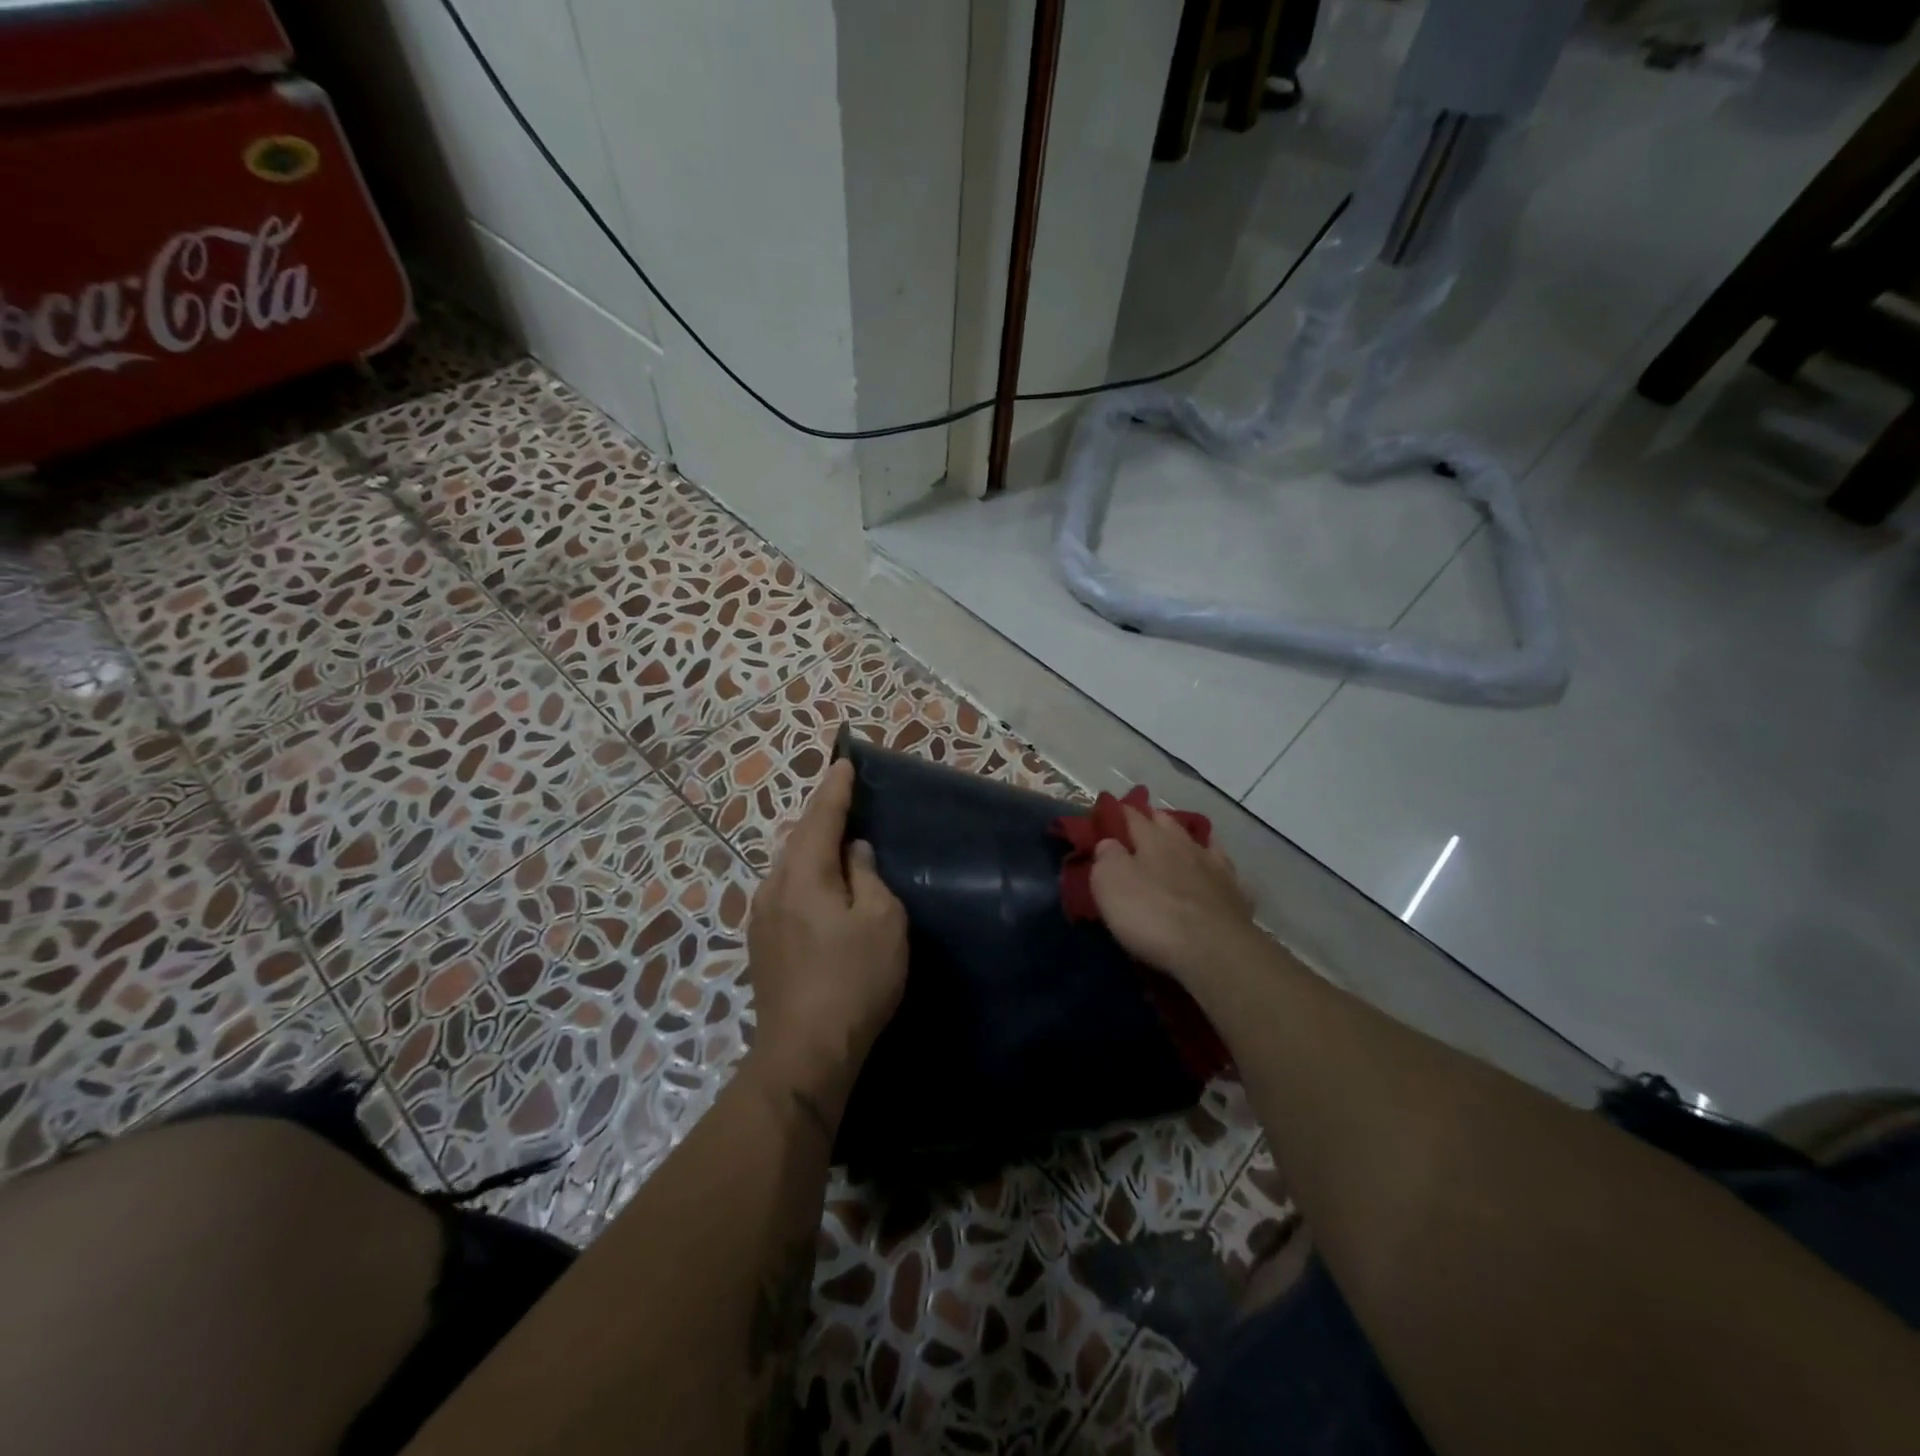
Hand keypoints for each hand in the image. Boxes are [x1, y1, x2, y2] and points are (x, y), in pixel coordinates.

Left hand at [746, 758, 908, 1120]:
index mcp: (803, 875)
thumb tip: (854, 853)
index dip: (835, 789)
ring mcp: (762, 918)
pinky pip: (788, 892)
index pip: (821, 817)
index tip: (844, 762)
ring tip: (838, 842)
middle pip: (800, 840)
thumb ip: (868, 877)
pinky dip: (808, 878)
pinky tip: (823, 889)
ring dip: (814, 850)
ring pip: (791, 868)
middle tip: (845, 799)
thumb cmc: (853, 980)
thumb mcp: (881, 921)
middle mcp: (773, 887)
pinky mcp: (763, 944)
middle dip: (822, 817)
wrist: (804, 1053)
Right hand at [1089, 805, 1259, 986]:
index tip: (1106, 810)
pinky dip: (1216, 868)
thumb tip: (1109, 843)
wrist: (1214, 951)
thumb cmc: (1152, 914)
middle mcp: (1185, 845)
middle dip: (1153, 820)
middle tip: (1139, 825)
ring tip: (1178, 843)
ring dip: (1186, 840)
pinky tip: (1215, 873)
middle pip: (1167, 823)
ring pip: (1199, 843)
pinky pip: (1224, 872)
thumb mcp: (1110, 883)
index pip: (1131, 815)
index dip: (1117, 812)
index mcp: (1152, 839)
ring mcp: (1215, 869)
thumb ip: (1106, 856)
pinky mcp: (1235, 896)